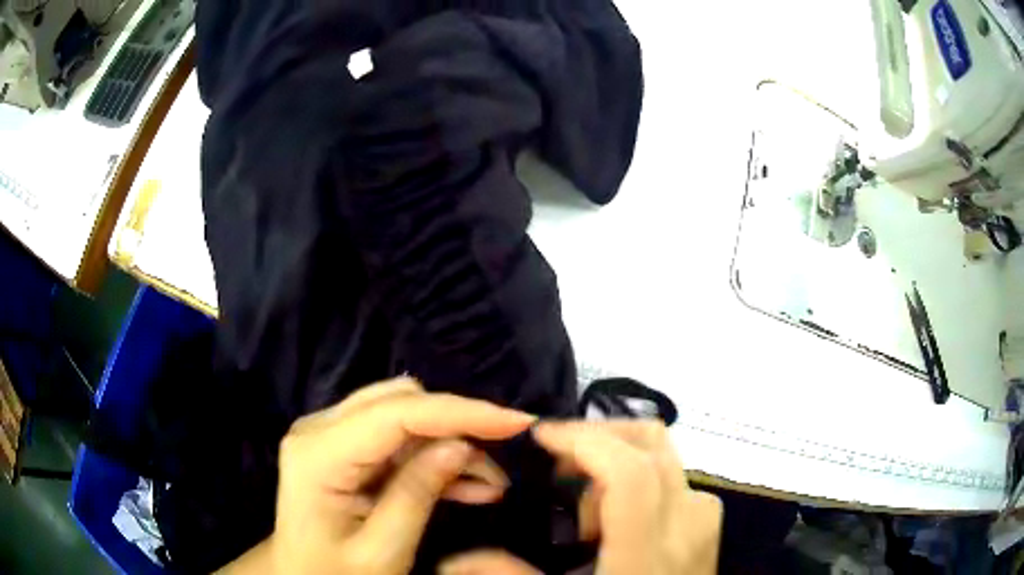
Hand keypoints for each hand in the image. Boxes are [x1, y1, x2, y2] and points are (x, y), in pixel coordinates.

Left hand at [220, 377, 534, 574]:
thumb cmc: (335, 574)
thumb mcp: (382, 551)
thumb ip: (417, 494)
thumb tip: (461, 446)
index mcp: (318, 455)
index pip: (397, 413)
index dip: (461, 412)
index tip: (517, 422)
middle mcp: (318, 428)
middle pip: (399, 402)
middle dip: (456, 427)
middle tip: (496, 468)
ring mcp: (328, 433)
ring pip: (403, 414)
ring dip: (450, 443)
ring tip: (488, 485)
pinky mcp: (341, 445)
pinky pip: (396, 436)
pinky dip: (433, 456)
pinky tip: (466, 485)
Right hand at [440, 421, 722, 574]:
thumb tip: (451, 560)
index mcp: (647, 553)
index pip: (628, 472)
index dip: (583, 441)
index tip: (540, 437)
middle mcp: (687, 524)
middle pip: (651, 443)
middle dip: (596, 437)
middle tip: (558, 470)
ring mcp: (704, 521)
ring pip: (665, 455)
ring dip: (619, 459)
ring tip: (587, 507)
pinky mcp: (708, 525)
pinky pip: (676, 479)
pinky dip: (641, 477)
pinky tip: (617, 518)